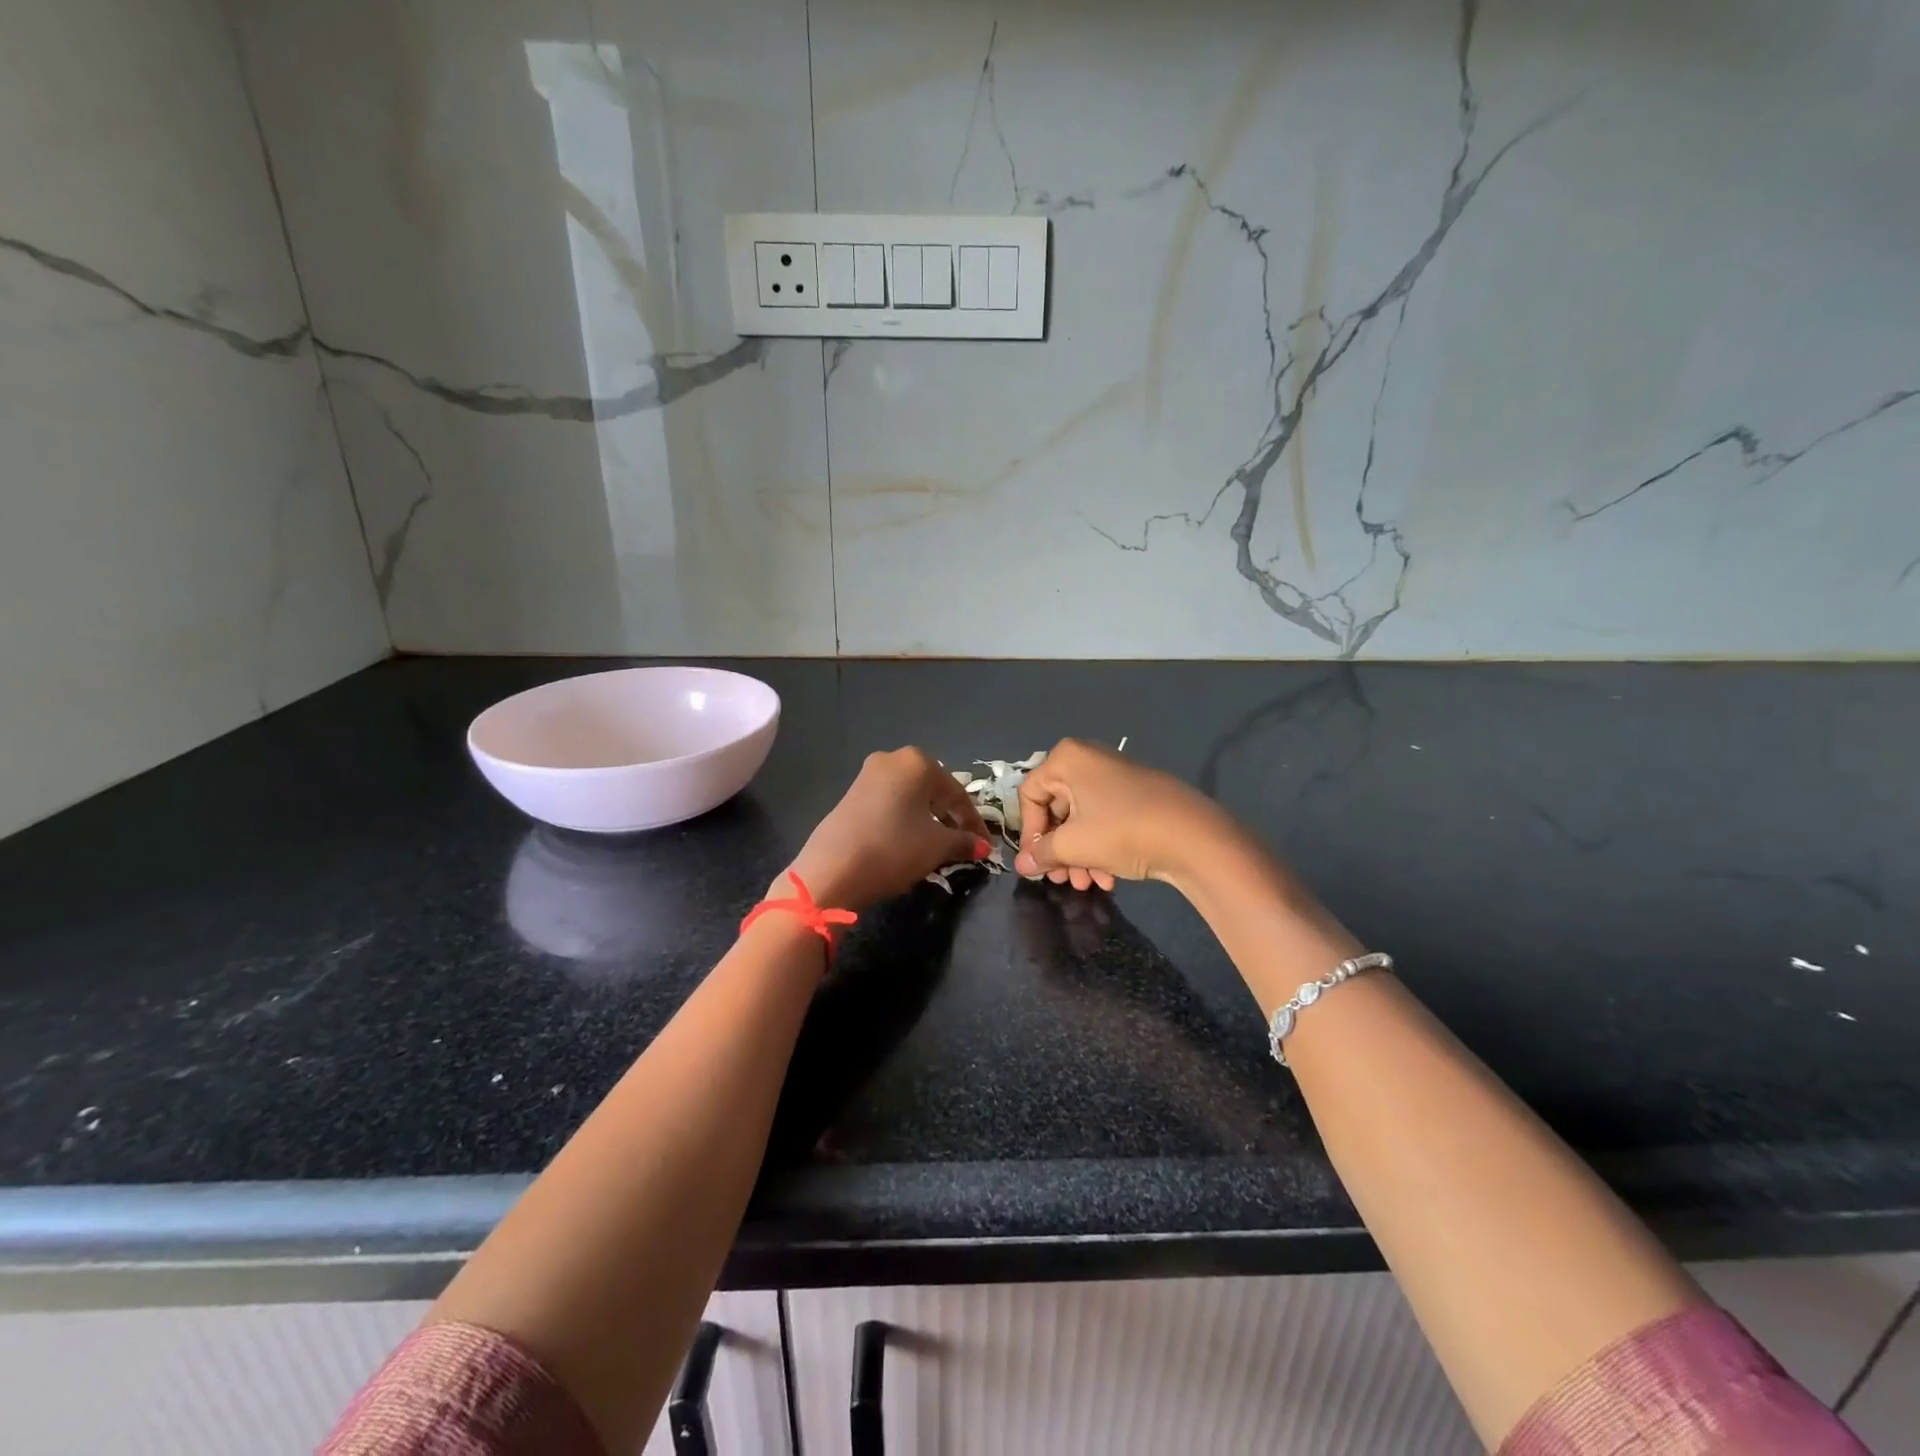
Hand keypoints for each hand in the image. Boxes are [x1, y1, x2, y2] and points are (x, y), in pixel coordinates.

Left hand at [783, 748, 990, 913]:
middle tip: (963, 843)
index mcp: (918, 762)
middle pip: (933, 790)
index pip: (957, 793)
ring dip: (928, 819)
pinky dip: (905, 819)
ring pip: (910, 796)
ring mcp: (868, 775)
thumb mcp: (936, 847)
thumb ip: (963, 841)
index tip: (985, 845)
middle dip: (950, 817)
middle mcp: (892, 759)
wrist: (832, 870)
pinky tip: (909, 841)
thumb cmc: (894, 848)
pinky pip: (890, 803)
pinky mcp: (851, 794)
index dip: (974, 822)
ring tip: (938, 846)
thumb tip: (982, 846)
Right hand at [1013, 738, 1230, 891]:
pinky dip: (1100, 848)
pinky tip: (1108, 878)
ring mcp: (1115, 777)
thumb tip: (1022, 865)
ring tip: (1087, 885)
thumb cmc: (1121, 831)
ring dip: (1078, 856)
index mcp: (1067, 759)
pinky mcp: (1136, 796)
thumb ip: (1042, 854)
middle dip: (1058, 850)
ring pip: (1081, 819)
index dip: (1030, 833)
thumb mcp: (1074, 845)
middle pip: (1057, 810)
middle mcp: (1089, 760)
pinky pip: (1104, 819)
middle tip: (1062, 880)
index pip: (1030, 796)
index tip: (1038, 863)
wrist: (1193, 836)